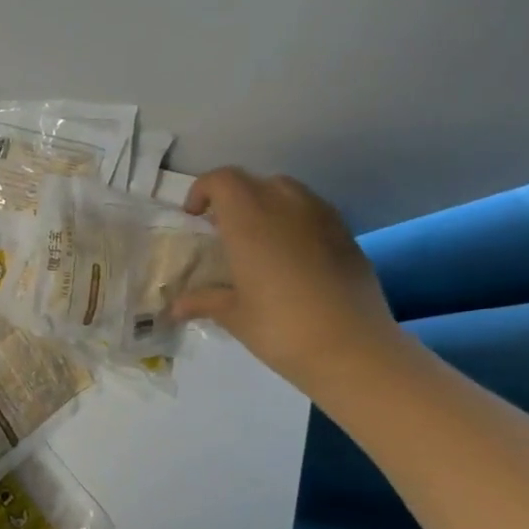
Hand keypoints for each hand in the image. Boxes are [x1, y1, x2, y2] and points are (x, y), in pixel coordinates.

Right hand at [170, 167, 402, 394]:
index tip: (194, 217)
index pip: (223, 180)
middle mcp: (286, 209)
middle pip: (255, 181)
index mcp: (250, 222)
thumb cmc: (280, 327)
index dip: (203, 190)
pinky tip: (288, 258)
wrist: (353, 348)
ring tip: (255, 241)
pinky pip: (312, 212)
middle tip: (222, 230)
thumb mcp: (232, 315)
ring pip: (288, 192)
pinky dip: (292, 222)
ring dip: (265, 206)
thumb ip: (203, 301)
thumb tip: (175, 307)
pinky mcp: (347, 236)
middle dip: (233, 197)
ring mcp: (322, 219)